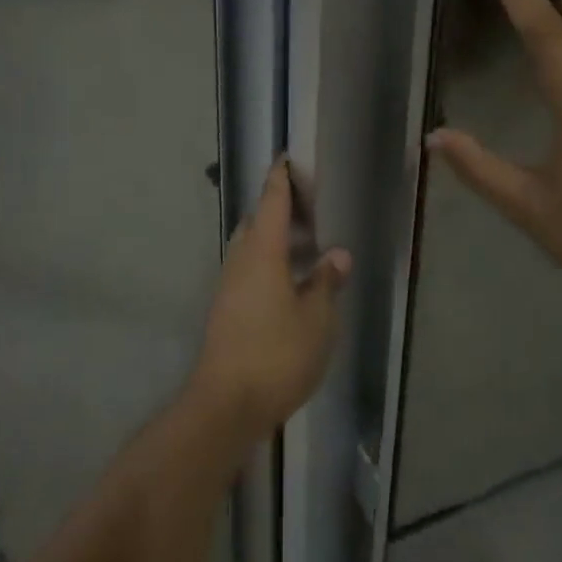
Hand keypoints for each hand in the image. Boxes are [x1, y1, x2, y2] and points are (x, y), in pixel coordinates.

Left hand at [189, 160, 351, 442]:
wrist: (224, 404)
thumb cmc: (276, 354)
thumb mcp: (317, 320)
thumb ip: (326, 283)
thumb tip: (336, 255)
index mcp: (262, 251)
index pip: (271, 200)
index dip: (281, 177)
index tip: (288, 157)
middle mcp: (240, 259)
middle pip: (257, 221)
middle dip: (279, 209)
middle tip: (309, 208)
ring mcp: (228, 285)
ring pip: (251, 247)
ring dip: (274, 239)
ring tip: (305, 246)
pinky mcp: (226, 309)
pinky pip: (248, 269)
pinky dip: (268, 263)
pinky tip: (289, 283)